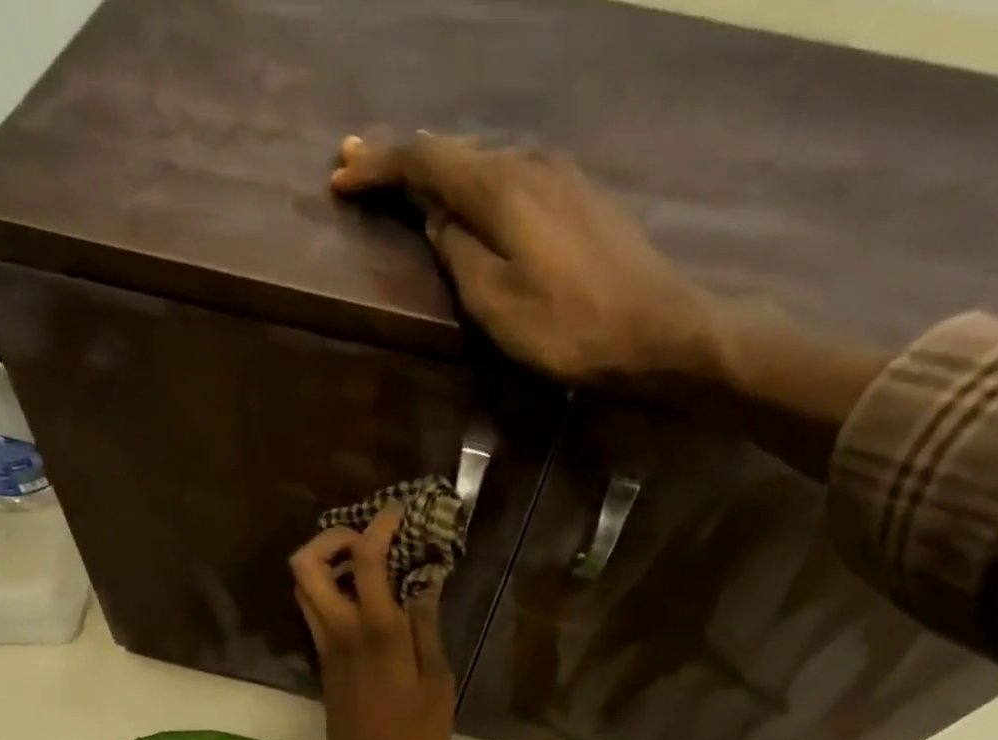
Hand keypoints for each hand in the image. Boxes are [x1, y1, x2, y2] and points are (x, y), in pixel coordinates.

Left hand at [290, 503, 454, 739]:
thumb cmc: (414, 737)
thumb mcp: (437, 682)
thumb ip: (427, 627)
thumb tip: (426, 582)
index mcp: (375, 631)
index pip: (364, 559)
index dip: (379, 526)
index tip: (398, 513)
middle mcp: (340, 631)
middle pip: (304, 566)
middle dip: (330, 539)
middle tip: (366, 541)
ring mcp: (325, 648)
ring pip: (302, 589)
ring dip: (325, 565)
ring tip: (366, 567)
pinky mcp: (323, 664)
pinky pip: (314, 612)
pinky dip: (330, 592)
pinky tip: (366, 602)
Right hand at [331, 131, 892, 481]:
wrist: (657, 331)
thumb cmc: (569, 328)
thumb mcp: (496, 303)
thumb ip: (458, 255)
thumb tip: (438, 221)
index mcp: (501, 186)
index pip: (425, 160)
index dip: (379, 166)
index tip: (340, 178)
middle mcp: (529, 163)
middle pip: (453, 150)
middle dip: (400, 159)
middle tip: (357, 165)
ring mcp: (560, 176)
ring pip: (482, 162)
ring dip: (438, 171)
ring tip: (403, 183)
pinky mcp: (579, 198)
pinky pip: (510, 178)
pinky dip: (474, 185)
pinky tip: (465, 199)